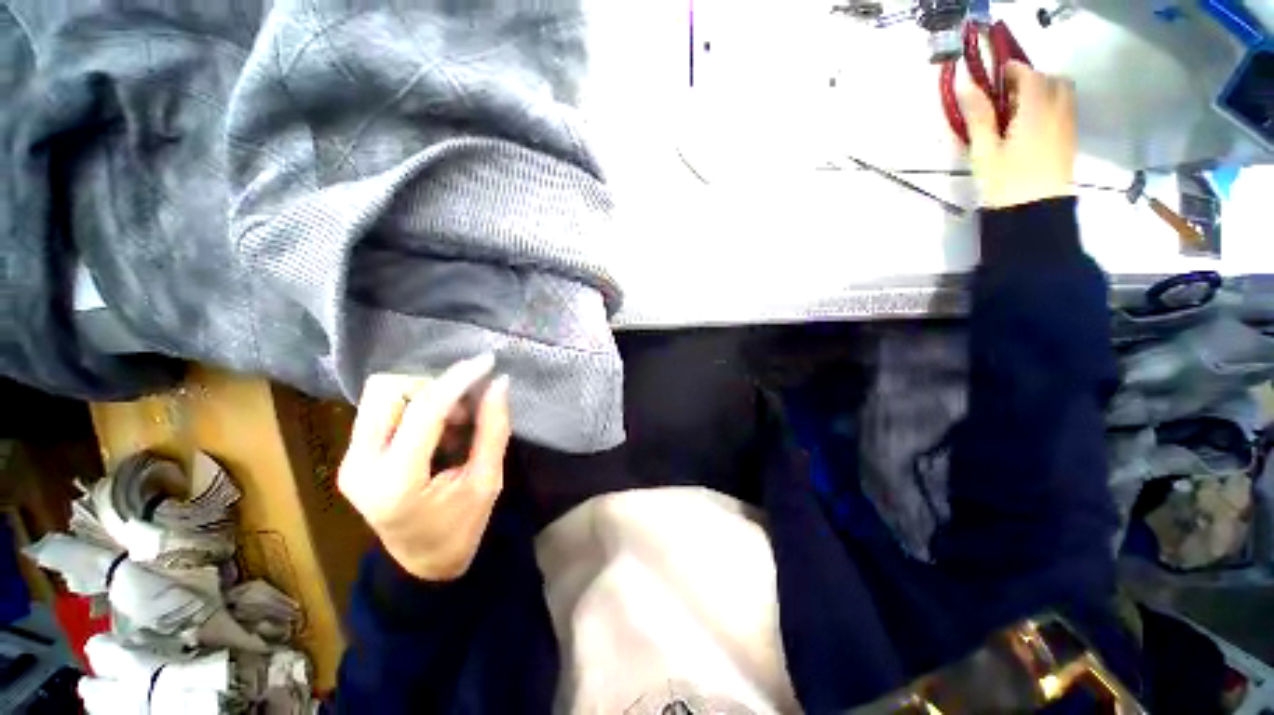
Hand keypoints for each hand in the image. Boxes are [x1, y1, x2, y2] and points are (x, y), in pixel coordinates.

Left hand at [337, 354, 509, 581]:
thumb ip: (493, 430)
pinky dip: (416, 406)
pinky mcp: (352, 456)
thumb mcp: (486, 482)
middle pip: (388, 390)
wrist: (421, 564)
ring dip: (425, 395)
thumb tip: (499, 384)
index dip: (458, 380)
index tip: (486, 362)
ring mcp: (349, 460)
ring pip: (382, 394)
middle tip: (466, 410)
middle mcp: (359, 466)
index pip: (425, 410)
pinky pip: (382, 408)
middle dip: (434, 387)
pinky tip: (438, 430)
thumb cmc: (460, 529)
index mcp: (396, 481)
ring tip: (454, 423)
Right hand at [961, 61, 1075, 208]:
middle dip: (1033, 80)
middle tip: (1009, 94)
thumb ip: (979, 116)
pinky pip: (1065, 110)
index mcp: (1036, 110)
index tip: (995, 76)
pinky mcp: (1069, 141)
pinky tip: (1032, 125)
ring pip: (1063, 94)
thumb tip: (967, 85)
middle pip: (1053, 80)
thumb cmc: (1006, 181)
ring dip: (1044, 92)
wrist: (1034, 211)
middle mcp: (1058, 111)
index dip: (1013, 70)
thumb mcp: (985, 151)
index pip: (1030, 76)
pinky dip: (1050, 106)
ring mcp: (1067, 126)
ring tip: (1020, 110)